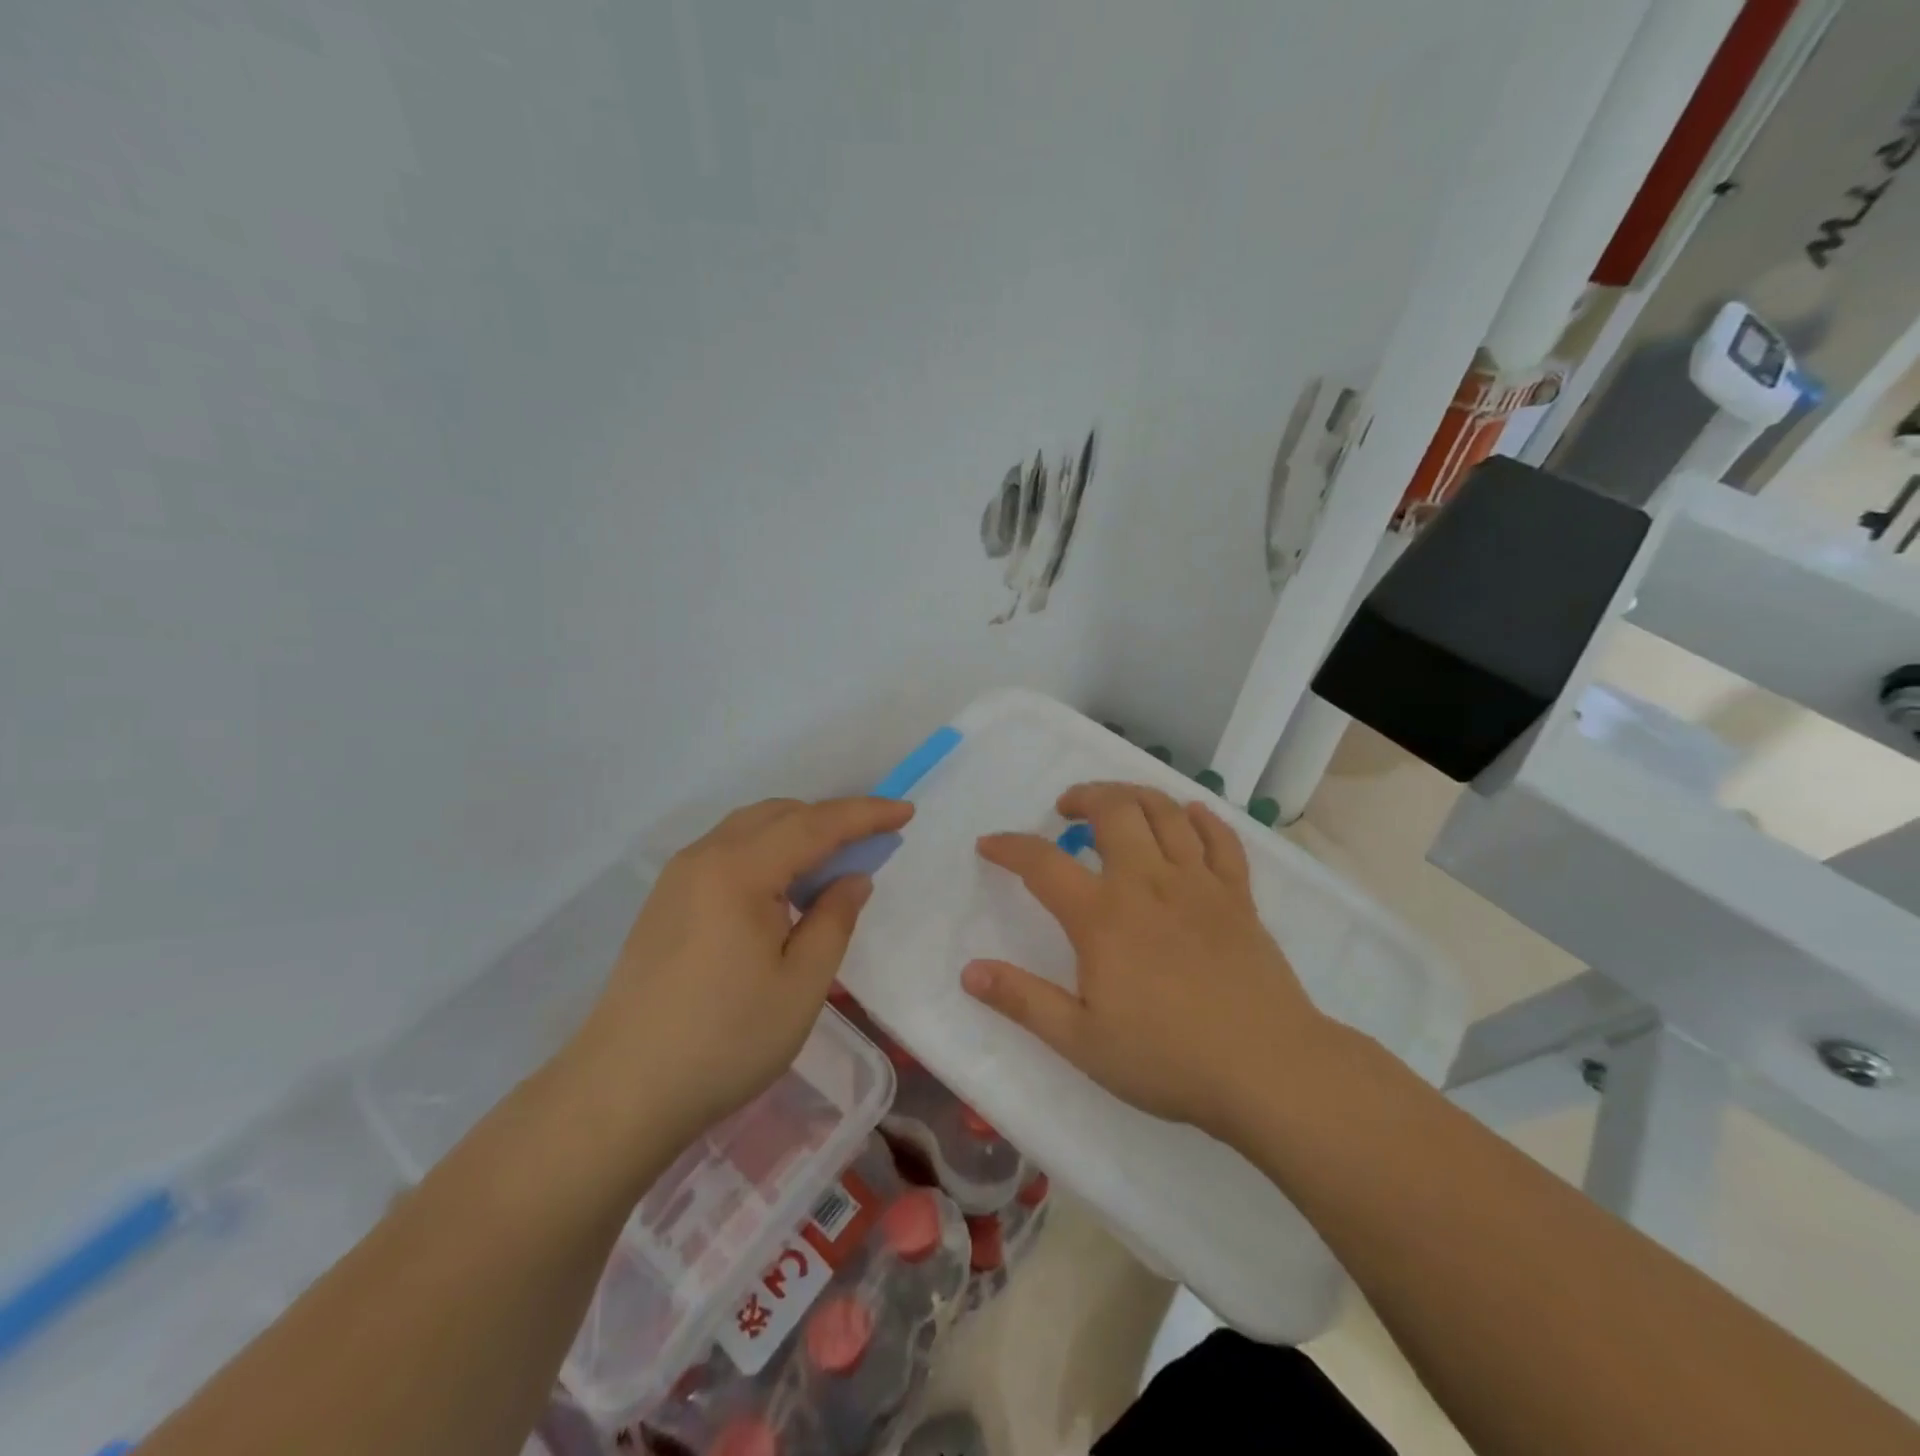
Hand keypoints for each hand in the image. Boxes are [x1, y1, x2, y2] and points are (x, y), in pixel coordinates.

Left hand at [567, 796, 913, 1136]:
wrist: (621, 1092)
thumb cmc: (724, 1040)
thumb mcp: (801, 985)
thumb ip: (834, 920)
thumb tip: (852, 879)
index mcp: (739, 870)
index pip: (815, 824)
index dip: (865, 814)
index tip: (905, 811)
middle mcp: (705, 857)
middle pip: (778, 814)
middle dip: (830, 819)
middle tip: (871, 843)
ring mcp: (678, 877)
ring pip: (749, 829)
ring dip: (796, 834)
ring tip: (830, 867)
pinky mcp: (664, 901)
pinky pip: (727, 852)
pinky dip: (766, 853)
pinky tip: (781, 892)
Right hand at [961, 782, 1331, 1140]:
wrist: (1268, 1069)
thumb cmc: (1167, 1058)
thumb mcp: (1081, 1040)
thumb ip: (1023, 1000)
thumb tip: (969, 971)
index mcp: (1102, 915)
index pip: (1042, 862)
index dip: (1010, 847)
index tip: (990, 844)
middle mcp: (1148, 882)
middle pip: (1114, 810)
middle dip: (1084, 796)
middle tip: (1067, 808)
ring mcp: (1199, 884)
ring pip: (1166, 812)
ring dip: (1135, 795)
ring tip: (1118, 803)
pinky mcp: (1239, 896)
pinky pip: (1221, 839)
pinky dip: (1202, 819)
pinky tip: (1191, 816)